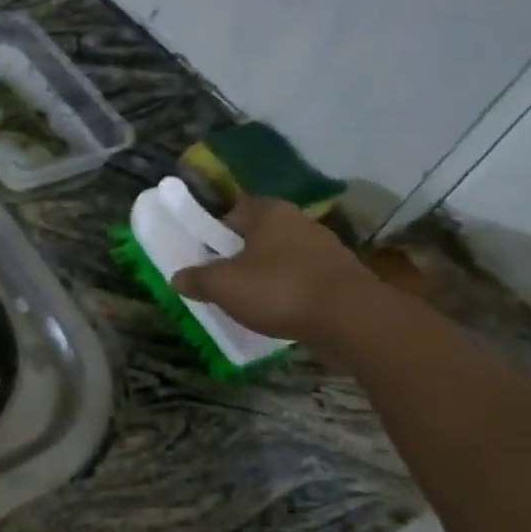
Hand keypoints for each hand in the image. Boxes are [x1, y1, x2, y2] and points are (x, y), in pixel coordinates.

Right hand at [171, 196, 378, 345]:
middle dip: (240, 254)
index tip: (204, 256)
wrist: (353, 320)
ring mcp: (325, 248)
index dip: (214, 232)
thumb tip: (177, 278)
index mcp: (267, 212)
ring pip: (283, 257)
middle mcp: (298, 220)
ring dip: (267, 274)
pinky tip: (281, 312)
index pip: (232, 211)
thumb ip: (197, 279)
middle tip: (222, 279)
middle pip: (258, 234)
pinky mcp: (343, 276)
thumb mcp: (223, 286)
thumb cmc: (279, 289)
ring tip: (250, 300)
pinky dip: (291, 291)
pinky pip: (304, 278)